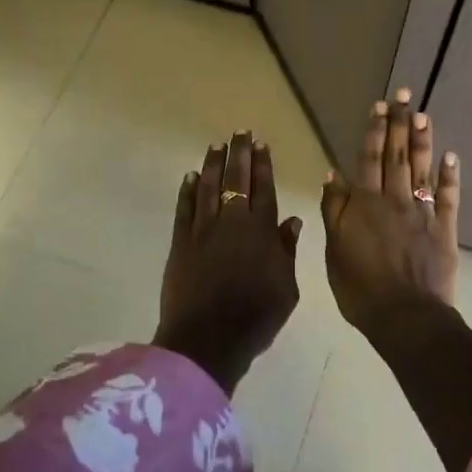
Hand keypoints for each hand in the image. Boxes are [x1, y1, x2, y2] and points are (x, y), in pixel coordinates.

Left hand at [155, 130, 303, 393]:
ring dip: (213, 164)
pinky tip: (190, 176)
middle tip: (240, 132)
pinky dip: (187, 191)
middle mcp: (232, 222)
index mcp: (261, 232)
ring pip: (208, 187)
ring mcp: (202, 230)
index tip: (261, 144)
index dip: (262, 165)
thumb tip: (291, 219)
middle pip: (235, 180)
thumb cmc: (255, 317)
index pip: (263, 189)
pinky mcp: (180, 243)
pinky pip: (184, 209)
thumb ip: (287, 251)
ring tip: (217, 145)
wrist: (207, 340)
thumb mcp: (286, 288)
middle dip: (239, 154)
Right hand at [320, 89, 460, 344]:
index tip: (379, 105)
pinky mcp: (444, 230)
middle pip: (397, 156)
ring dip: (422, 141)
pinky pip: (447, 198)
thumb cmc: (360, 288)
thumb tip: (333, 174)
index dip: (374, 131)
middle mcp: (395, 200)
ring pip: (422, 169)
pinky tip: (451, 156)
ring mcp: (422, 213)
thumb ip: (334, 210)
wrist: (405, 317)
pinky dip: (449, 177)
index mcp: (365, 204)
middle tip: (403, 94)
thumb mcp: (334, 250)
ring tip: (423, 114)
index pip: (369, 159)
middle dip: (398, 123)